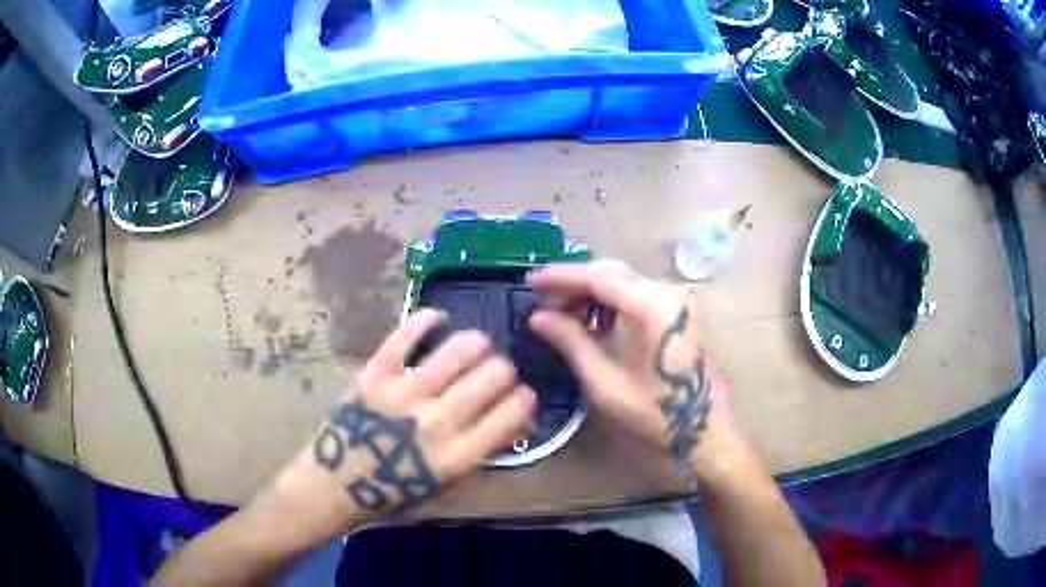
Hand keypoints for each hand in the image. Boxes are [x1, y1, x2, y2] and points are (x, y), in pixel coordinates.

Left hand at [268, 310, 534, 537]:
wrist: (335, 483)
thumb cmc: (394, 490)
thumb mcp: (447, 482)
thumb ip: (484, 450)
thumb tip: (518, 420)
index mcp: (459, 455)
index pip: (514, 410)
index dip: (525, 397)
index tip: (520, 395)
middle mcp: (438, 421)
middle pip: (495, 374)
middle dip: (504, 370)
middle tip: (493, 374)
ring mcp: (404, 393)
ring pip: (462, 348)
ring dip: (476, 344)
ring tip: (473, 348)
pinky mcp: (375, 373)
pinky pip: (407, 334)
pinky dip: (428, 318)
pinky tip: (437, 318)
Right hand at [528, 260, 744, 483]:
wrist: (704, 428)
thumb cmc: (655, 412)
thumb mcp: (605, 381)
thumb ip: (571, 342)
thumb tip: (537, 317)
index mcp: (652, 306)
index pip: (598, 277)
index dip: (560, 277)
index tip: (529, 282)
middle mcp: (667, 291)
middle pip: (611, 273)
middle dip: (574, 284)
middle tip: (541, 301)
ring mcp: (676, 299)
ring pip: (623, 281)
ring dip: (591, 292)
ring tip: (560, 313)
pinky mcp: (678, 310)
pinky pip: (637, 294)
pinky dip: (610, 302)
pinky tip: (590, 320)